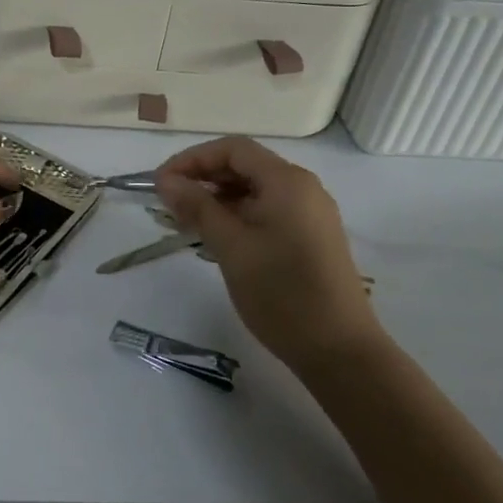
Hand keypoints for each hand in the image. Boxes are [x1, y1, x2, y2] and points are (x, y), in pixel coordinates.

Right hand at [155, 137, 379, 375]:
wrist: (340, 352)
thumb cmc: (281, 293)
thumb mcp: (230, 247)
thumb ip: (197, 207)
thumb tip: (165, 180)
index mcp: (287, 181)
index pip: (232, 149)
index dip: (192, 159)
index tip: (161, 183)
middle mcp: (303, 188)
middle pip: (244, 165)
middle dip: (203, 177)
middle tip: (169, 203)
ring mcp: (310, 213)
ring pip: (255, 189)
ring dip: (218, 198)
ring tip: (187, 222)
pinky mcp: (311, 237)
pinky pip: (268, 210)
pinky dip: (238, 215)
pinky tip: (217, 237)